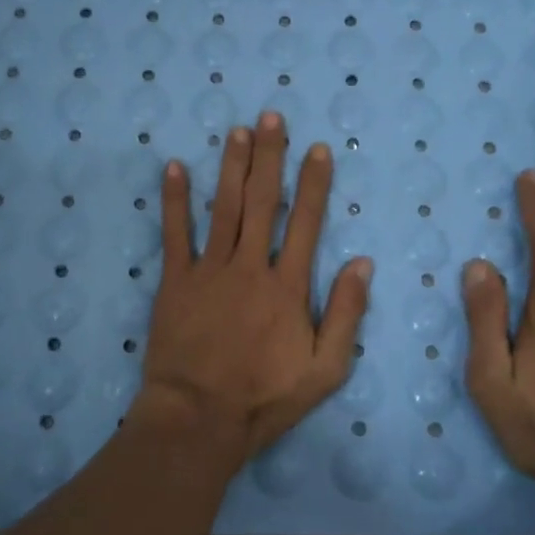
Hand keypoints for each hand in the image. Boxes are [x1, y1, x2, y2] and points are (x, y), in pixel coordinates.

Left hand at [138, 111, 373, 460]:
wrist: (199, 418)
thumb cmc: (265, 397)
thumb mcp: (326, 368)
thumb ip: (346, 314)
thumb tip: (362, 263)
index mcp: (288, 286)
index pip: (305, 223)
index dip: (313, 183)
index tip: (317, 149)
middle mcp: (250, 266)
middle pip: (262, 202)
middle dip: (270, 156)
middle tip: (271, 116)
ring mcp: (210, 271)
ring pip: (223, 207)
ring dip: (231, 166)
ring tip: (237, 131)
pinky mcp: (176, 282)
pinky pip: (174, 234)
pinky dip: (174, 200)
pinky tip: (173, 168)